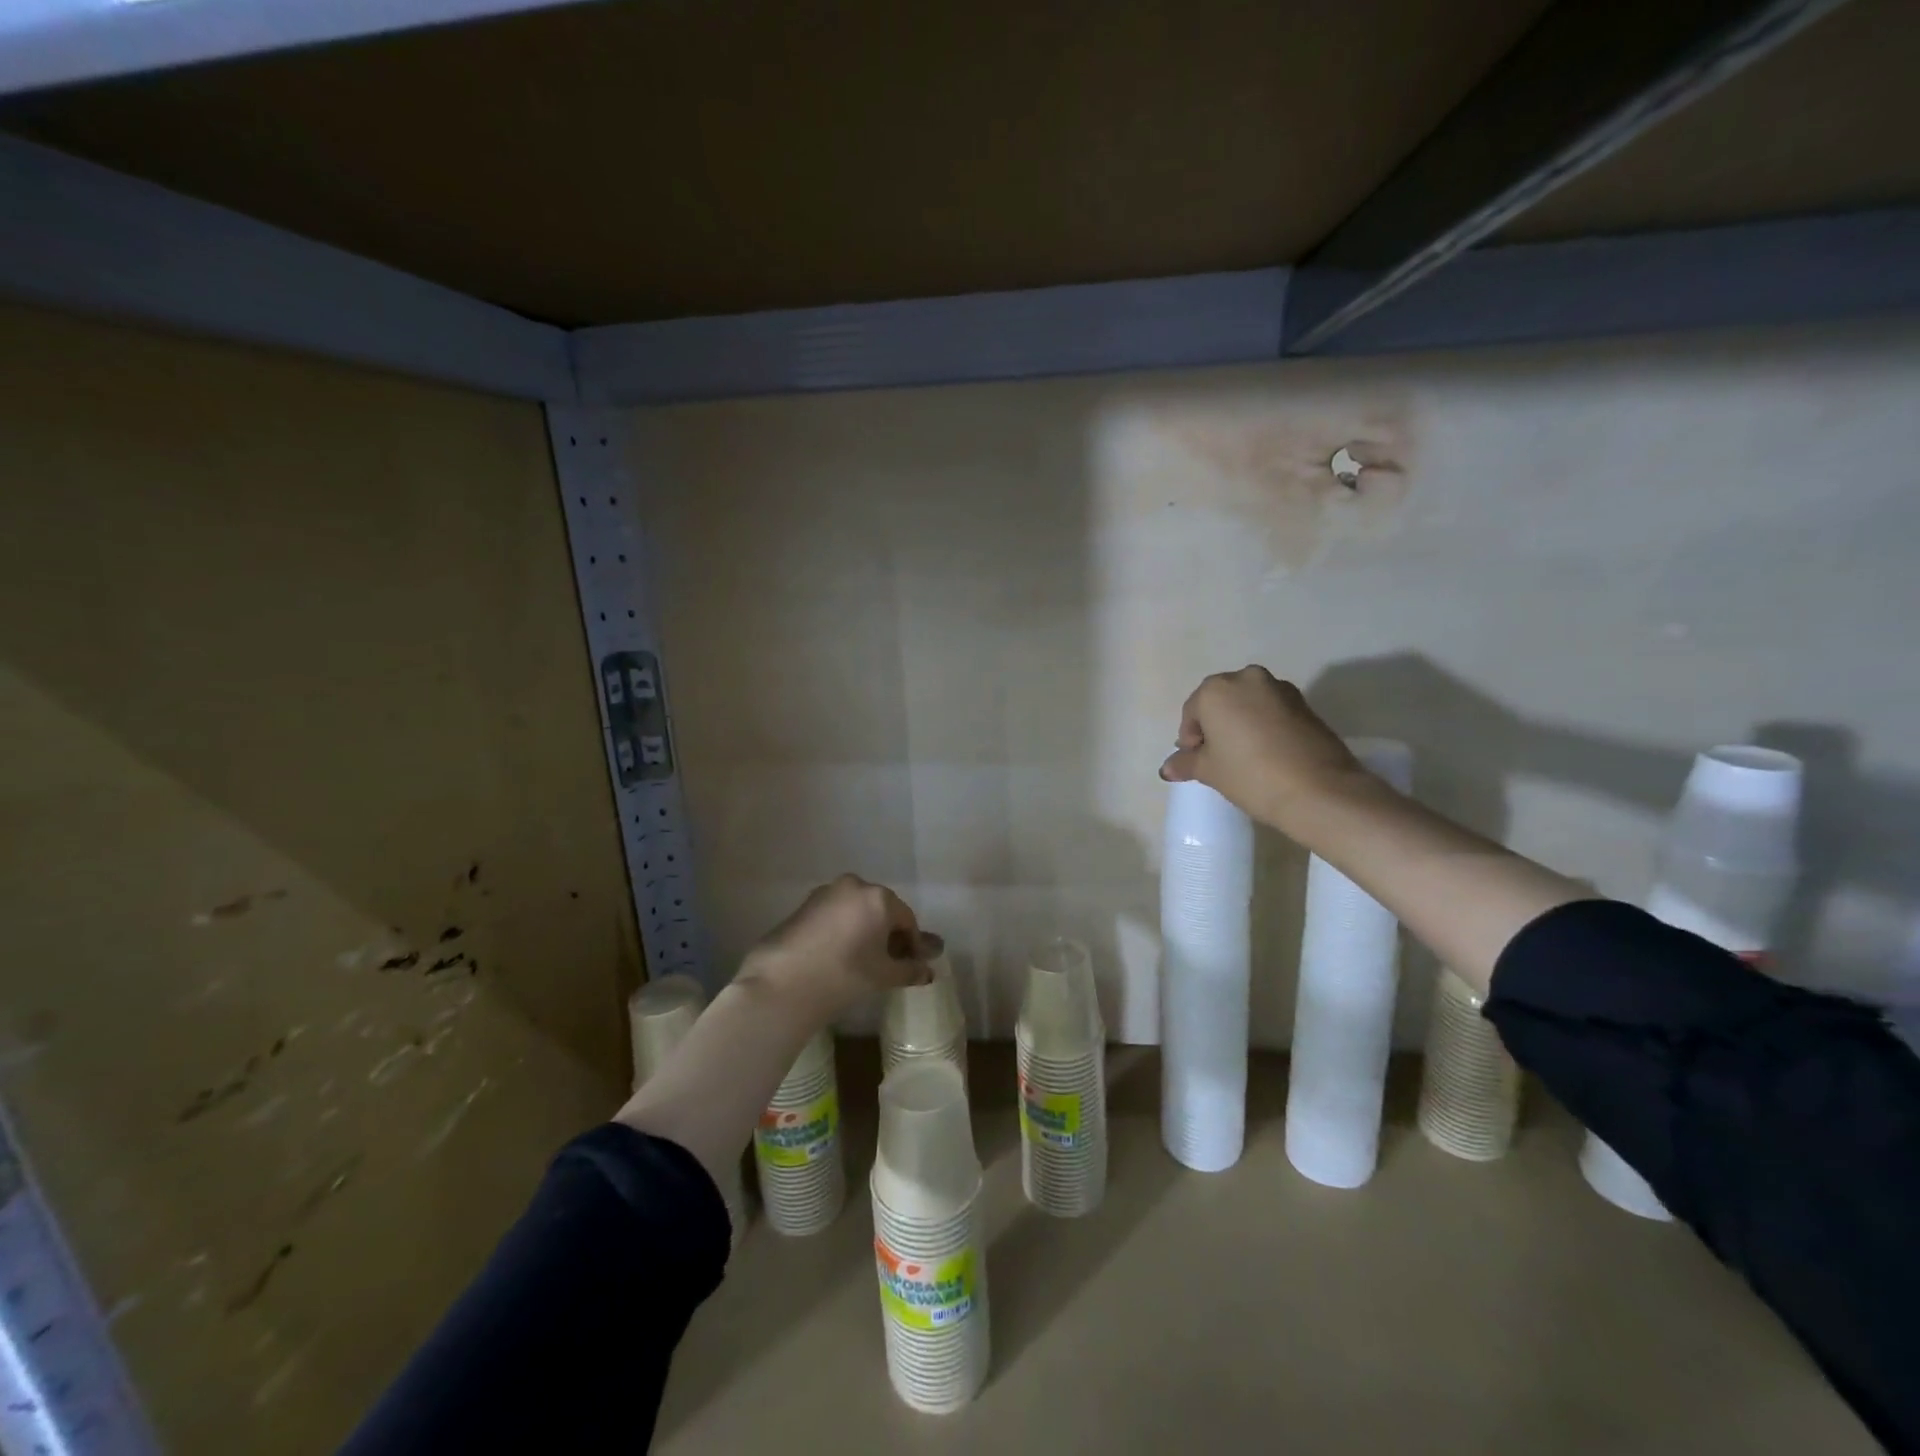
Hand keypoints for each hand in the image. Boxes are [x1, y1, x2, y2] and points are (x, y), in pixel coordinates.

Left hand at [737, 875, 932, 1018]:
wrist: (782, 983)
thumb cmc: (844, 975)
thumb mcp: (883, 975)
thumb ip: (909, 969)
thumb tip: (927, 971)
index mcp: (879, 897)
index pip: (907, 920)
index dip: (913, 944)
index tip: (912, 966)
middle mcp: (854, 886)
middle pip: (882, 911)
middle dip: (889, 936)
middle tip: (890, 964)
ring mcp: (826, 893)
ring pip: (857, 911)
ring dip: (866, 932)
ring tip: (864, 961)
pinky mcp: (804, 905)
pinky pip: (836, 914)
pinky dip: (844, 930)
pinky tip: (840, 955)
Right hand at [1159, 666, 1363, 828]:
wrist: (1318, 789)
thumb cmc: (1250, 775)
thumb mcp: (1210, 771)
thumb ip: (1186, 763)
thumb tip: (1167, 768)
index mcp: (1217, 689)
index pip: (1192, 711)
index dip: (1189, 738)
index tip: (1195, 760)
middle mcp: (1247, 679)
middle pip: (1221, 701)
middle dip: (1214, 725)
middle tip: (1216, 756)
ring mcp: (1280, 688)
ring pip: (1248, 704)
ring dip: (1240, 723)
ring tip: (1243, 755)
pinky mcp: (1305, 703)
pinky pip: (1272, 711)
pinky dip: (1263, 725)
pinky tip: (1266, 752)